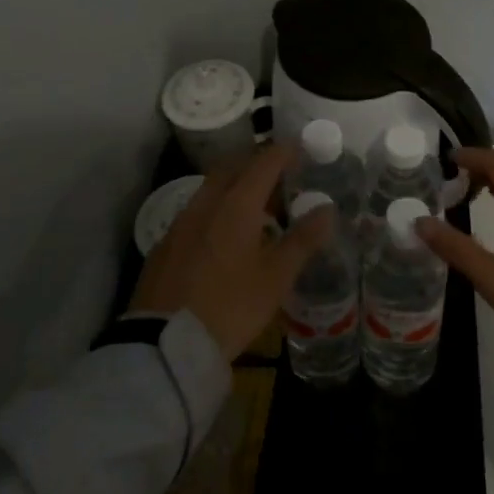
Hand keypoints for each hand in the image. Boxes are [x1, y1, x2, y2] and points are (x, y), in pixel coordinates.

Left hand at [128, 141, 328, 360]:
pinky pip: (197, 210)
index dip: (283, 152)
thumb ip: (302, 240)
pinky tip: (225, 233)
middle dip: (257, 163)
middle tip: (280, 174)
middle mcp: (206, 203)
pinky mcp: (166, 244)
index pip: (263, 163)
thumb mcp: (275, 278)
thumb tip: (327, 209)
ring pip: (212, 188)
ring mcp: (181, 222)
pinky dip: (217, 207)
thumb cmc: (230, 307)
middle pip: (233, 167)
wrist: (166, 344)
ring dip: (235, 185)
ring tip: (257, 205)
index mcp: (236, 205)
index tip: (300, 148)